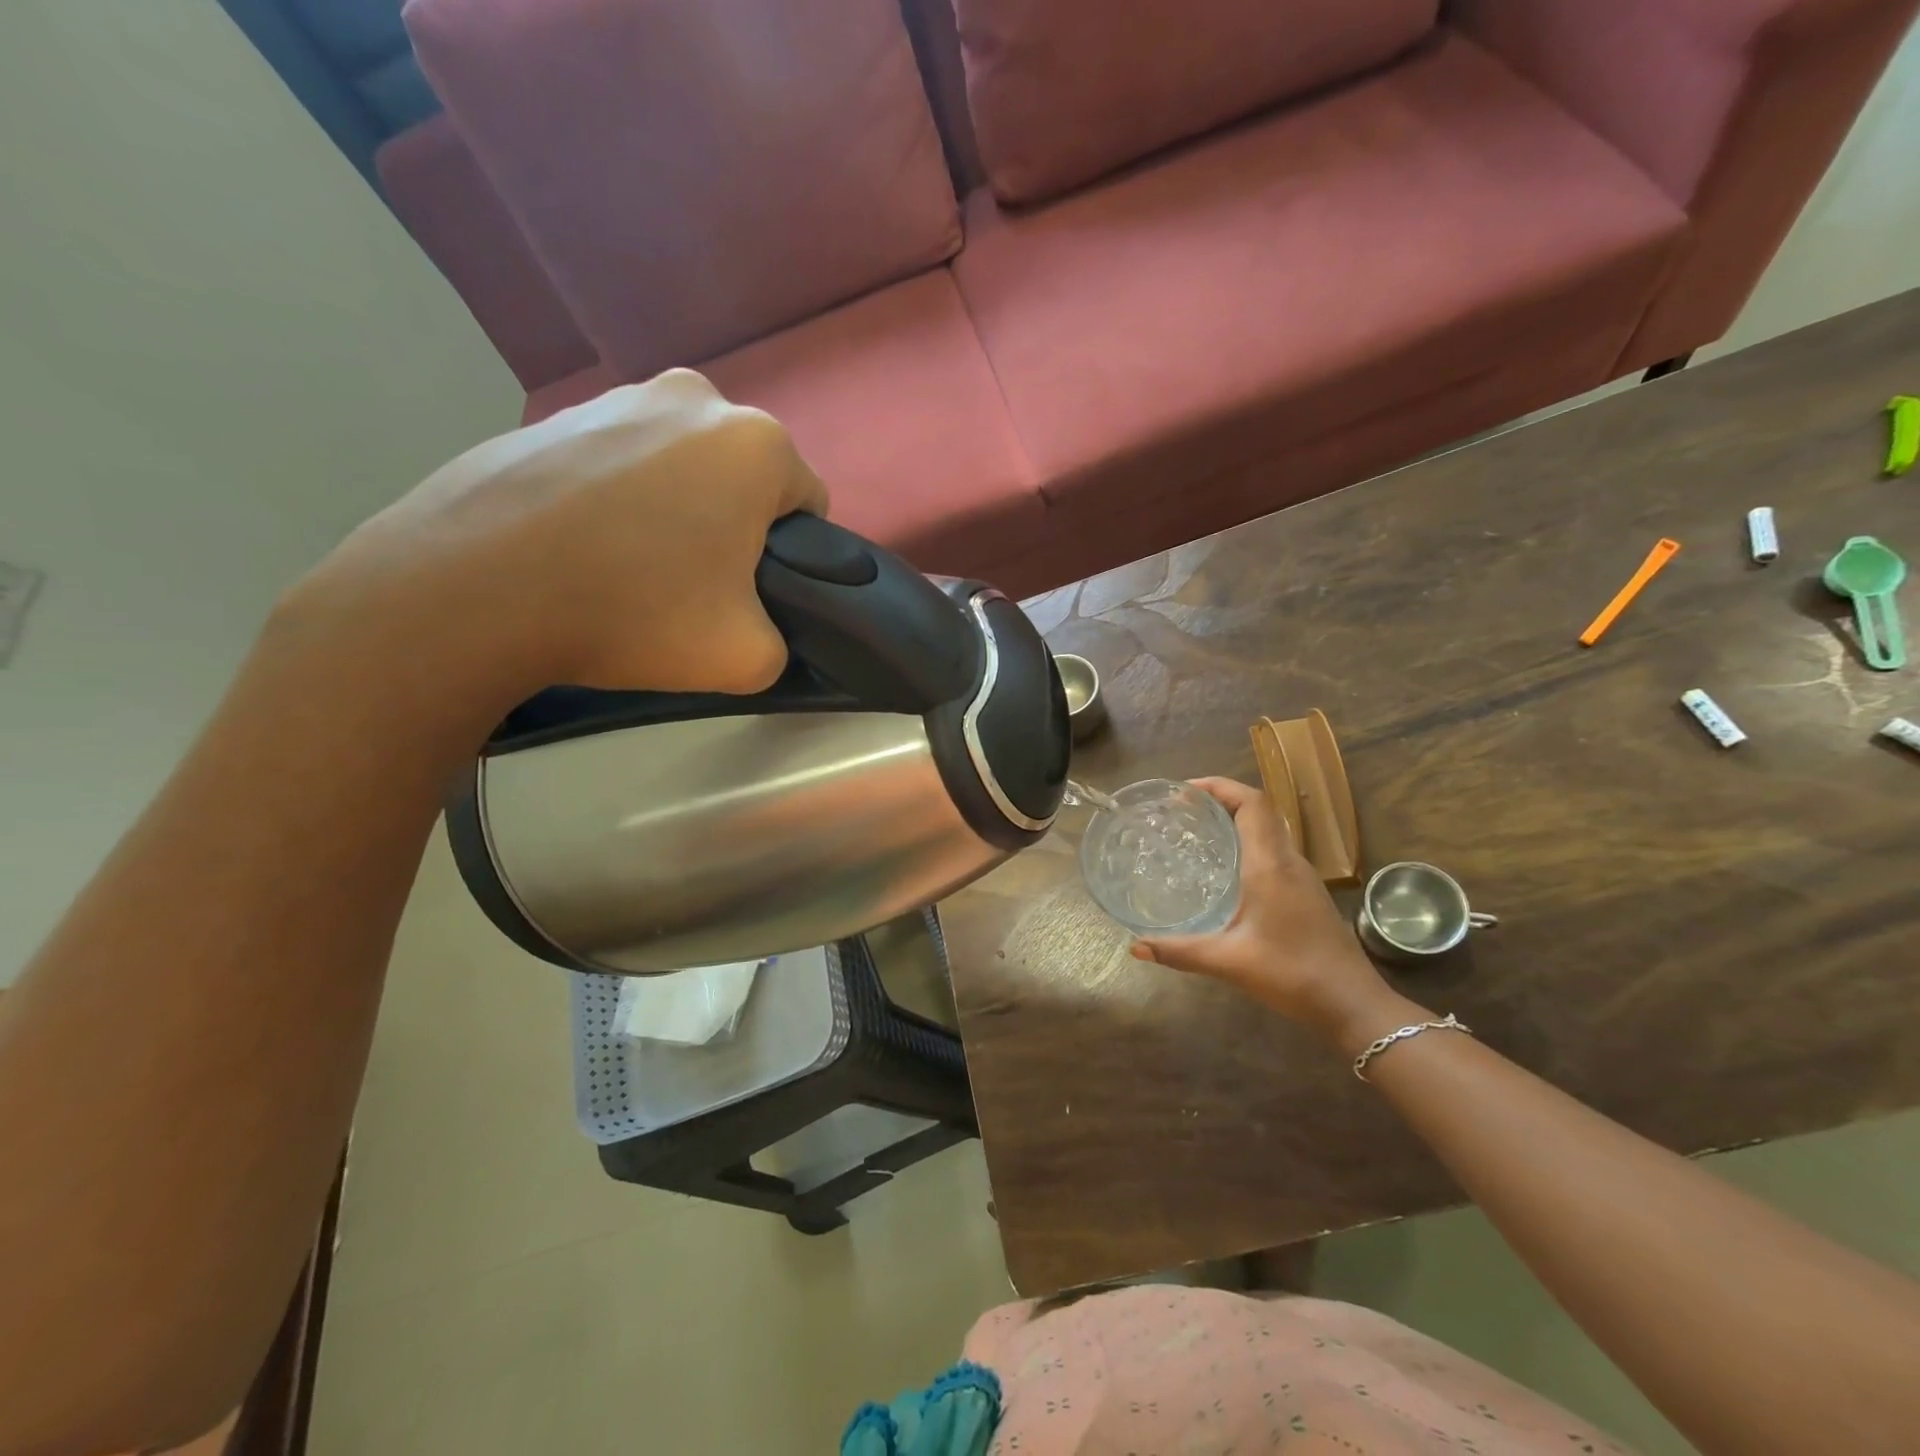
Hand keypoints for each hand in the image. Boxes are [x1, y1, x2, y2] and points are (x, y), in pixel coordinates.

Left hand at [280, 370, 827, 699]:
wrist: (473, 589)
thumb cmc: (634, 611)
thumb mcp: (747, 657)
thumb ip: (783, 643)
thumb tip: (761, 630)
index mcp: (755, 444)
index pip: (808, 503)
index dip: (790, 556)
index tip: (752, 594)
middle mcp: (693, 397)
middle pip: (742, 478)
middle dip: (733, 525)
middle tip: (693, 586)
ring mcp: (614, 397)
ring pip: (679, 466)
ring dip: (675, 508)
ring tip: (629, 568)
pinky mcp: (552, 415)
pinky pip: (616, 463)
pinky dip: (615, 499)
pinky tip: (582, 548)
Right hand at [1130, 778, 1399, 1046]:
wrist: (1353, 1005)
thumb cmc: (1293, 975)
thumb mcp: (1229, 962)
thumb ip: (1180, 952)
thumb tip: (1135, 947)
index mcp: (1270, 865)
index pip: (1252, 803)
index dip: (1219, 786)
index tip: (1184, 792)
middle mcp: (1288, 861)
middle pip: (1258, 810)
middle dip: (1220, 799)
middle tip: (1179, 811)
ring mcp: (1301, 876)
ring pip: (1267, 830)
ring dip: (1234, 820)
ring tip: (1195, 832)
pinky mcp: (1306, 892)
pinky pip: (1272, 851)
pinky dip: (1246, 843)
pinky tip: (1223, 870)